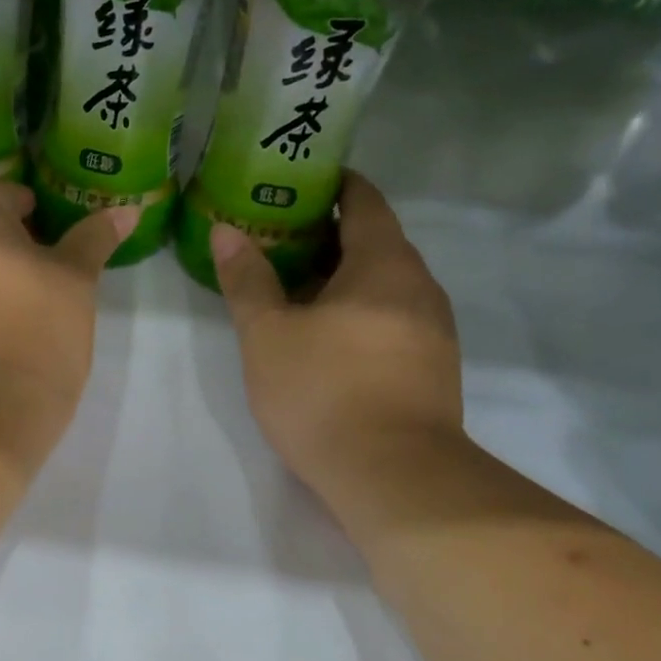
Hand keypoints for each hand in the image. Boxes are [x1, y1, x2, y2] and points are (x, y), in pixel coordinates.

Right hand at [212, 171, 462, 491]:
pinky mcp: (433, 367)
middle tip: (277, 239)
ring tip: (295, 288)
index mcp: (384, 264)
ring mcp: (433, 329)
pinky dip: (360, 312)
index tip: (297, 183)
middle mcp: (420, 286)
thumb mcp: (268, 334)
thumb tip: (227, 231)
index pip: (364, 201)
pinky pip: (393, 318)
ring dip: (344, 278)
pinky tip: (327, 337)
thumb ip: (248, 280)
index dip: (334, 185)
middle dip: (329, 235)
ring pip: (385, 285)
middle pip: (375, 242)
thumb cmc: (324, 392)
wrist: (394, 477)